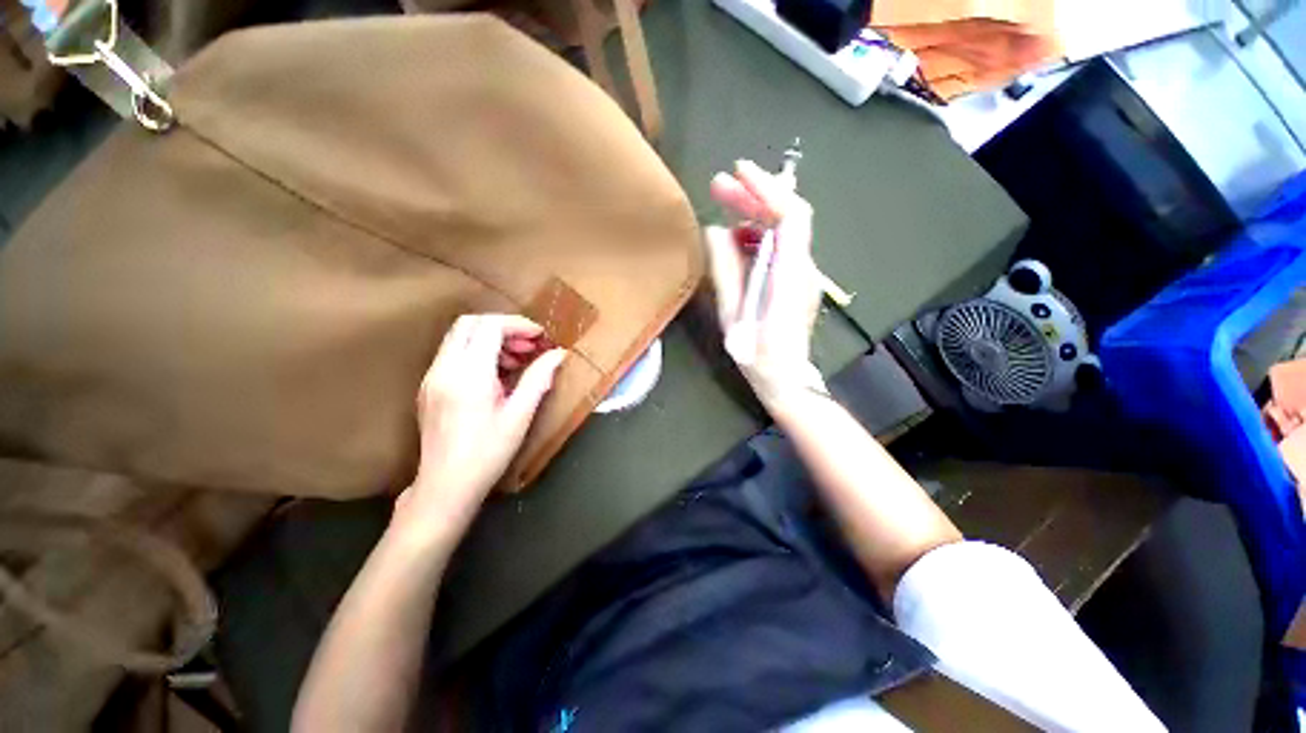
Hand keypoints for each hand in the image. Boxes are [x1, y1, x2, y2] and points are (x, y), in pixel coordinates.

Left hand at [393, 314, 566, 543]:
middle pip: (470, 323)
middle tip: (529, 346)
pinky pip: (452, 353)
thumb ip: (538, 379)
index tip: (540, 337)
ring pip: (459, 336)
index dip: (518, 325)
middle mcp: (444, 368)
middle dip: (503, 327)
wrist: (445, 486)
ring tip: (516, 360)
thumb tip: (558, 354)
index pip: (490, 327)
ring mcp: (432, 376)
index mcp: (469, 375)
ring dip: (489, 338)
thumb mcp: (520, 416)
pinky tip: (495, 375)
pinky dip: (476, 351)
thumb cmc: (488, 453)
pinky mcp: (429, 386)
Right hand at [705, 160, 825, 415]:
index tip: (738, 171)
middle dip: (754, 196)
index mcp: (789, 274)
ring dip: (754, 215)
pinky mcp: (795, 281)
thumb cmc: (758, 354)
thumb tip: (714, 231)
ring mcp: (802, 274)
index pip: (790, 215)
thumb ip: (725, 272)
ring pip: (783, 230)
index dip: (767, 188)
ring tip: (722, 209)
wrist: (785, 380)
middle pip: (787, 217)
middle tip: (719, 186)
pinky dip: (757, 236)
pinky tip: (736, 241)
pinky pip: (778, 248)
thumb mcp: (734, 315)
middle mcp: (803, 267)